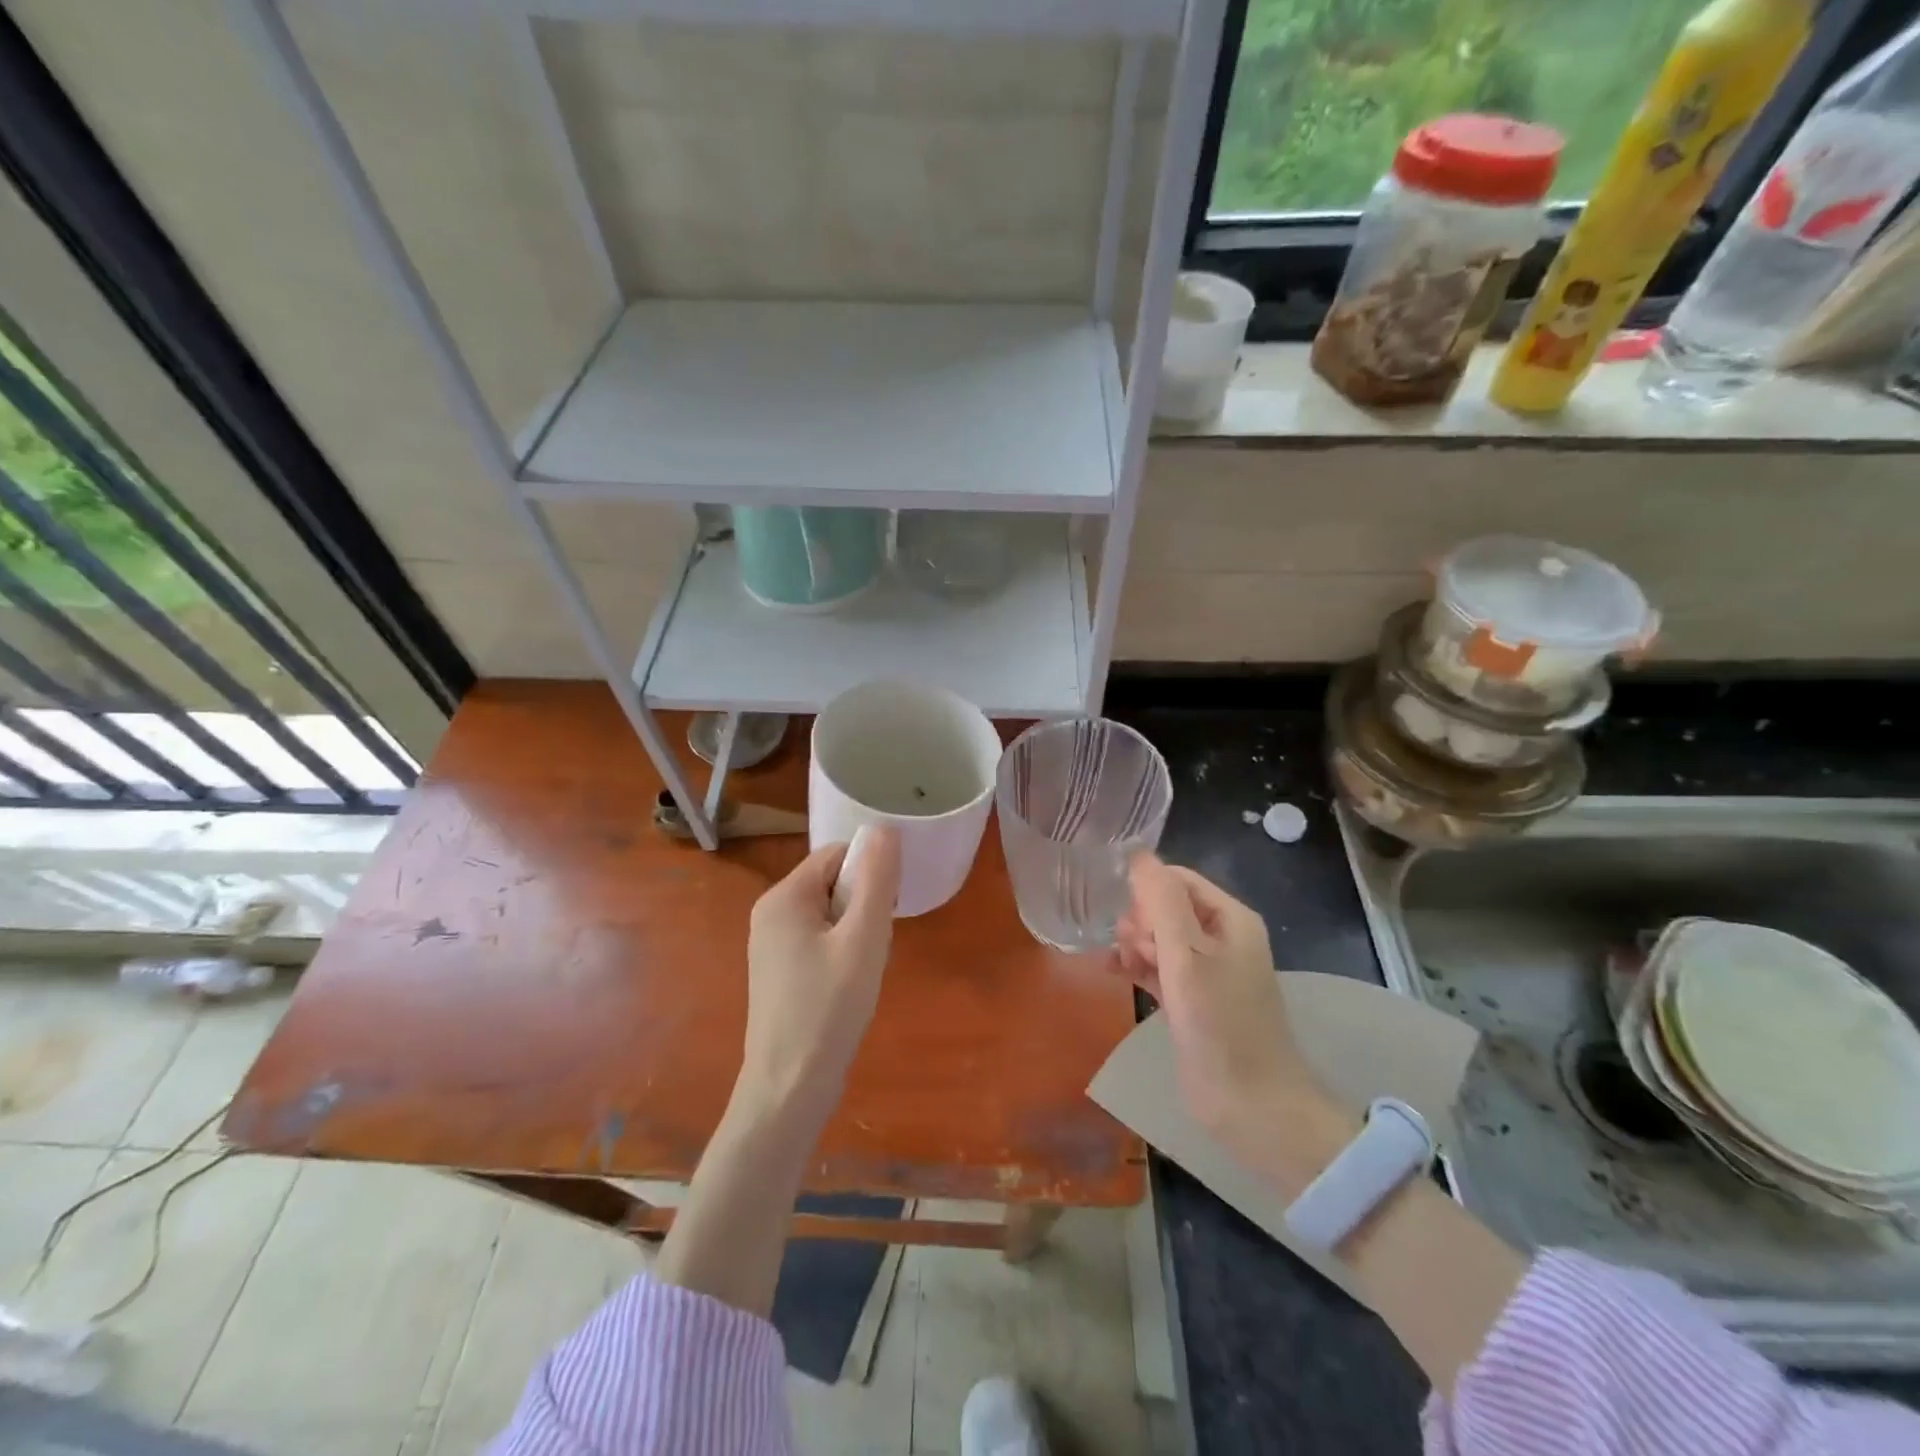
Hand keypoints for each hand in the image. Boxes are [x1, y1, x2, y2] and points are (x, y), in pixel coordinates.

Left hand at [737, 826, 902, 1124]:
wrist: (789, 1087)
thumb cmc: (829, 1008)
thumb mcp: (864, 938)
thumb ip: (877, 880)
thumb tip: (885, 828)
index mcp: (784, 897)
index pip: (837, 855)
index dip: (870, 873)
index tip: (888, 909)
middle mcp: (770, 912)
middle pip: (832, 882)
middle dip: (863, 905)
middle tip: (875, 945)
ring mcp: (771, 944)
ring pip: (829, 913)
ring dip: (856, 931)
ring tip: (863, 969)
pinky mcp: (778, 971)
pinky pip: (818, 939)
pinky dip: (842, 951)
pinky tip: (850, 985)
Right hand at [1114, 856, 1321, 1157]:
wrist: (1251, 1105)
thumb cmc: (1220, 1022)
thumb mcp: (1187, 955)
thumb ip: (1162, 903)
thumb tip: (1138, 855)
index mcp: (1230, 919)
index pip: (1178, 879)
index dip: (1146, 888)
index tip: (1120, 910)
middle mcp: (1221, 938)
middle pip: (1166, 906)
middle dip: (1139, 919)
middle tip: (1130, 946)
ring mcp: (1206, 972)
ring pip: (1159, 938)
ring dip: (1134, 943)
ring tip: (1118, 961)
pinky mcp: (1192, 1001)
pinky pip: (1157, 968)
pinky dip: (1136, 966)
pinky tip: (1112, 971)